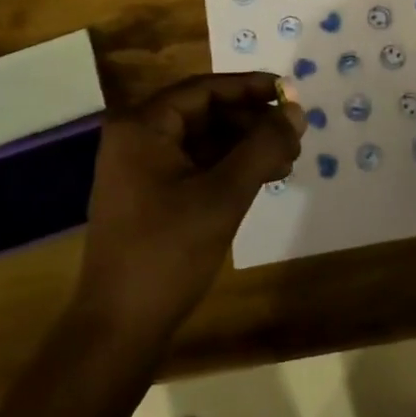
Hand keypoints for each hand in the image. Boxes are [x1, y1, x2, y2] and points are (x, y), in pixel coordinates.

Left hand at [75, 73, 303, 340]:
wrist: (119, 329)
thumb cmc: (168, 252)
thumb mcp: (223, 195)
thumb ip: (263, 146)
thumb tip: (297, 111)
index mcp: (143, 126)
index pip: (204, 89)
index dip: (250, 87)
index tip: (289, 92)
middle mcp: (137, 138)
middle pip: (205, 113)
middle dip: (251, 121)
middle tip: (294, 133)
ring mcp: (141, 169)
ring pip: (203, 141)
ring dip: (245, 145)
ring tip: (287, 158)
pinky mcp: (150, 196)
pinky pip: (195, 166)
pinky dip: (229, 168)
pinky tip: (263, 178)